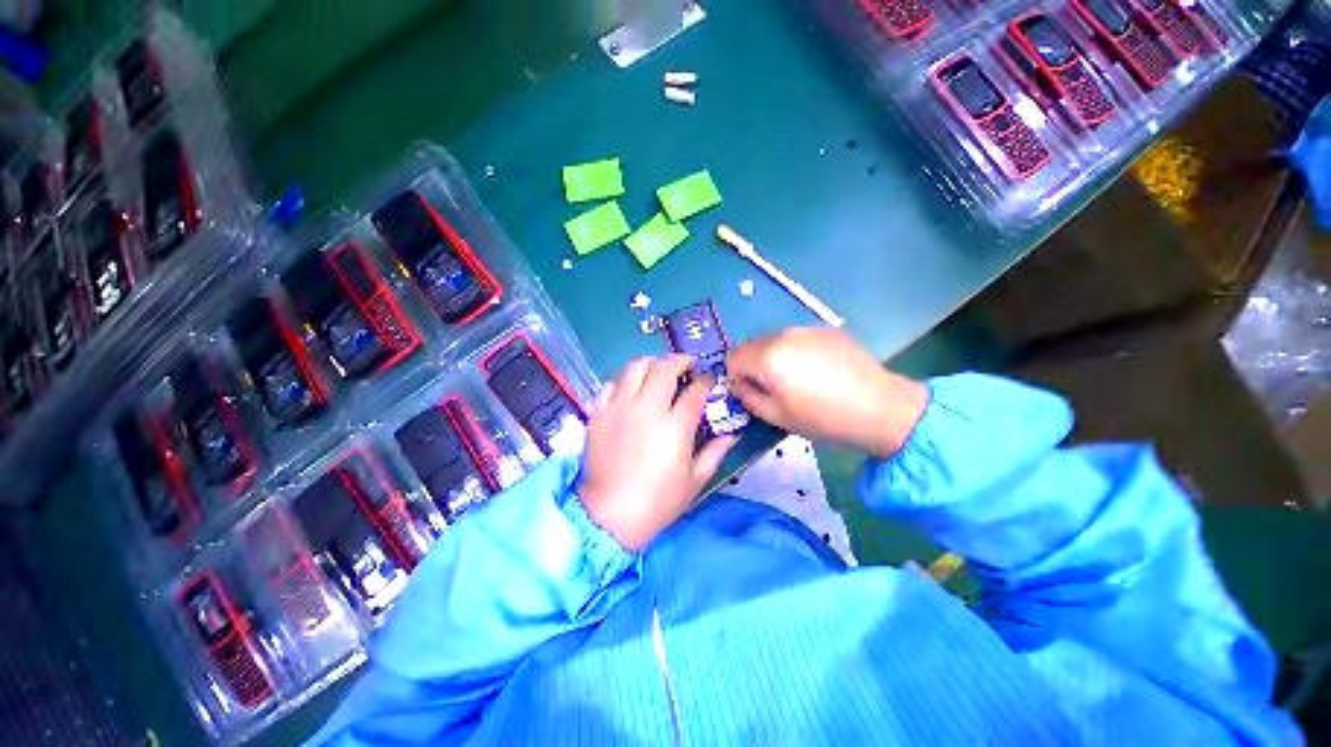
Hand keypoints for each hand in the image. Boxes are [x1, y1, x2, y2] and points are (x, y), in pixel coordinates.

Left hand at [578, 355, 736, 550]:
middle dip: (681, 360)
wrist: (609, 516)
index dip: (705, 381)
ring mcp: (619, 407)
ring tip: (659, 372)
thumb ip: (716, 452)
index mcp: (675, 426)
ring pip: (636, 366)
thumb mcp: (695, 480)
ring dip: (652, 363)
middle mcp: (647, 408)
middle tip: (687, 367)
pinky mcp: (599, 412)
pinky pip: (611, 383)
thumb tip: (733, 433)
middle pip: (665, 367)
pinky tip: (632, 390)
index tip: (708, 380)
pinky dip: (625, 380)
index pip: (695, 390)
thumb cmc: (658, 502)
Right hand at [727, 328, 928, 457]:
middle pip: (751, 346)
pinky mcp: (825, 329)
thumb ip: (748, 397)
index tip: (751, 392)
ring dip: (773, 357)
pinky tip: (817, 369)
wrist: (880, 407)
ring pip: (773, 340)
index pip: (732, 357)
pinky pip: (796, 338)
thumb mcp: (776, 416)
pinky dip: (794, 351)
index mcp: (768, 357)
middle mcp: (782, 335)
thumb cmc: (823, 418)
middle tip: (773, 387)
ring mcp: (805, 329)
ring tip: (798, 378)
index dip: (736, 376)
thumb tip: (740, 384)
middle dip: (753, 365)